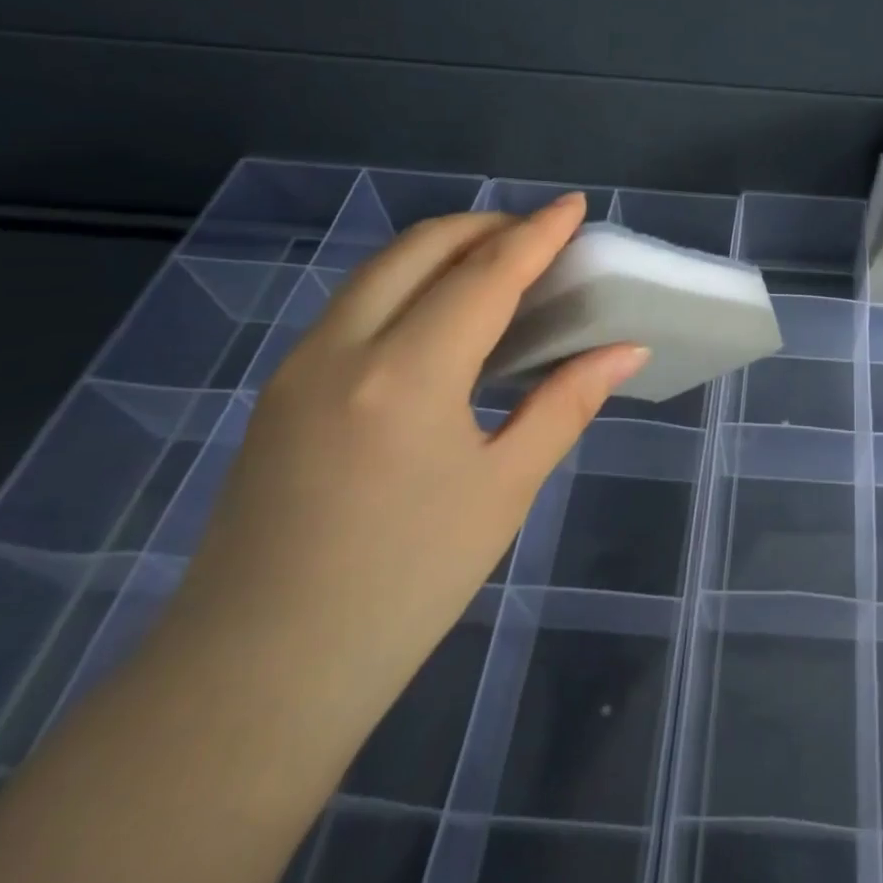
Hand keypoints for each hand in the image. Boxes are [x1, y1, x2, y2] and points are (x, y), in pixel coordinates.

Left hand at [165, 192, 648, 704]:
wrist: (256, 678)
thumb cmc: (404, 587)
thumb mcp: (504, 490)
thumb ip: (567, 404)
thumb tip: (625, 349)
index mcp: (407, 375)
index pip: (485, 275)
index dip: (537, 234)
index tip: (575, 204)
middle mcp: (343, 348)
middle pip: (421, 248)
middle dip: (486, 226)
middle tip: (539, 237)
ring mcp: (299, 365)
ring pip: (380, 269)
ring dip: (443, 249)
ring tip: (498, 267)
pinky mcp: (280, 389)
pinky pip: (354, 304)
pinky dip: (408, 283)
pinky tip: (440, 318)